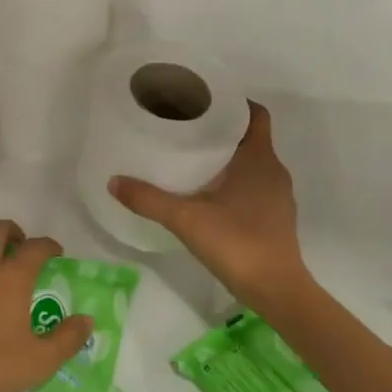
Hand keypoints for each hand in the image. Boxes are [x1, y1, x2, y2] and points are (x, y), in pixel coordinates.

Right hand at [110, 101, 317, 313]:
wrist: (277, 292)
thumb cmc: (237, 243)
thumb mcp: (186, 219)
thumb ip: (149, 199)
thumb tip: (113, 181)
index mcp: (259, 159)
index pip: (255, 114)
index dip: (234, 102)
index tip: (203, 100)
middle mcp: (274, 171)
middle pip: (250, 137)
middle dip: (221, 130)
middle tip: (186, 127)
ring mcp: (278, 196)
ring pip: (252, 163)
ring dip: (227, 157)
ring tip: (191, 158)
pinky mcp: (275, 218)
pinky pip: (255, 186)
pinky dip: (234, 181)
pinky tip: (207, 194)